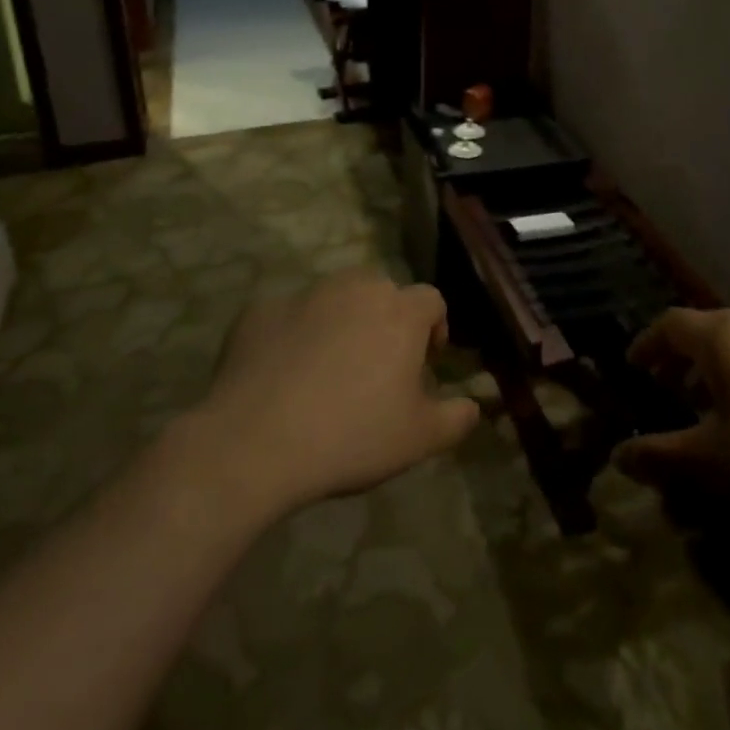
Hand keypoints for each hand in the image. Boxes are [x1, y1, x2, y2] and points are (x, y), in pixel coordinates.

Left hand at [197, 270, 479, 511]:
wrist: (256, 440)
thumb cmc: (352, 435)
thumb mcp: (419, 439)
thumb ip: (456, 417)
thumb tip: (473, 405)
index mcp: (399, 311)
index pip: (432, 300)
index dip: (434, 328)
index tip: (425, 362)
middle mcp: (355, 289)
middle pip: (382, 290)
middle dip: (387, 319)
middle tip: (377, 366)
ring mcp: (304, 295)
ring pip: (335, 297)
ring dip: (341, 321)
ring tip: (330, 367)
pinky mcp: (261, 310)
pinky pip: (289, 316)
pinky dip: (294, 335)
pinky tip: (284, 375)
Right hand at [613, 308, 729, 543]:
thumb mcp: (715, 464)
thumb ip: (660, 455)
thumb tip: (618, 456)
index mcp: (725, 336)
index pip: (670, 324)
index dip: (646, 345)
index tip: (633, 369)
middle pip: (707, 329)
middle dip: (681, 359)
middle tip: (668, 391)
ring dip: (718, 368)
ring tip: (714, 408)